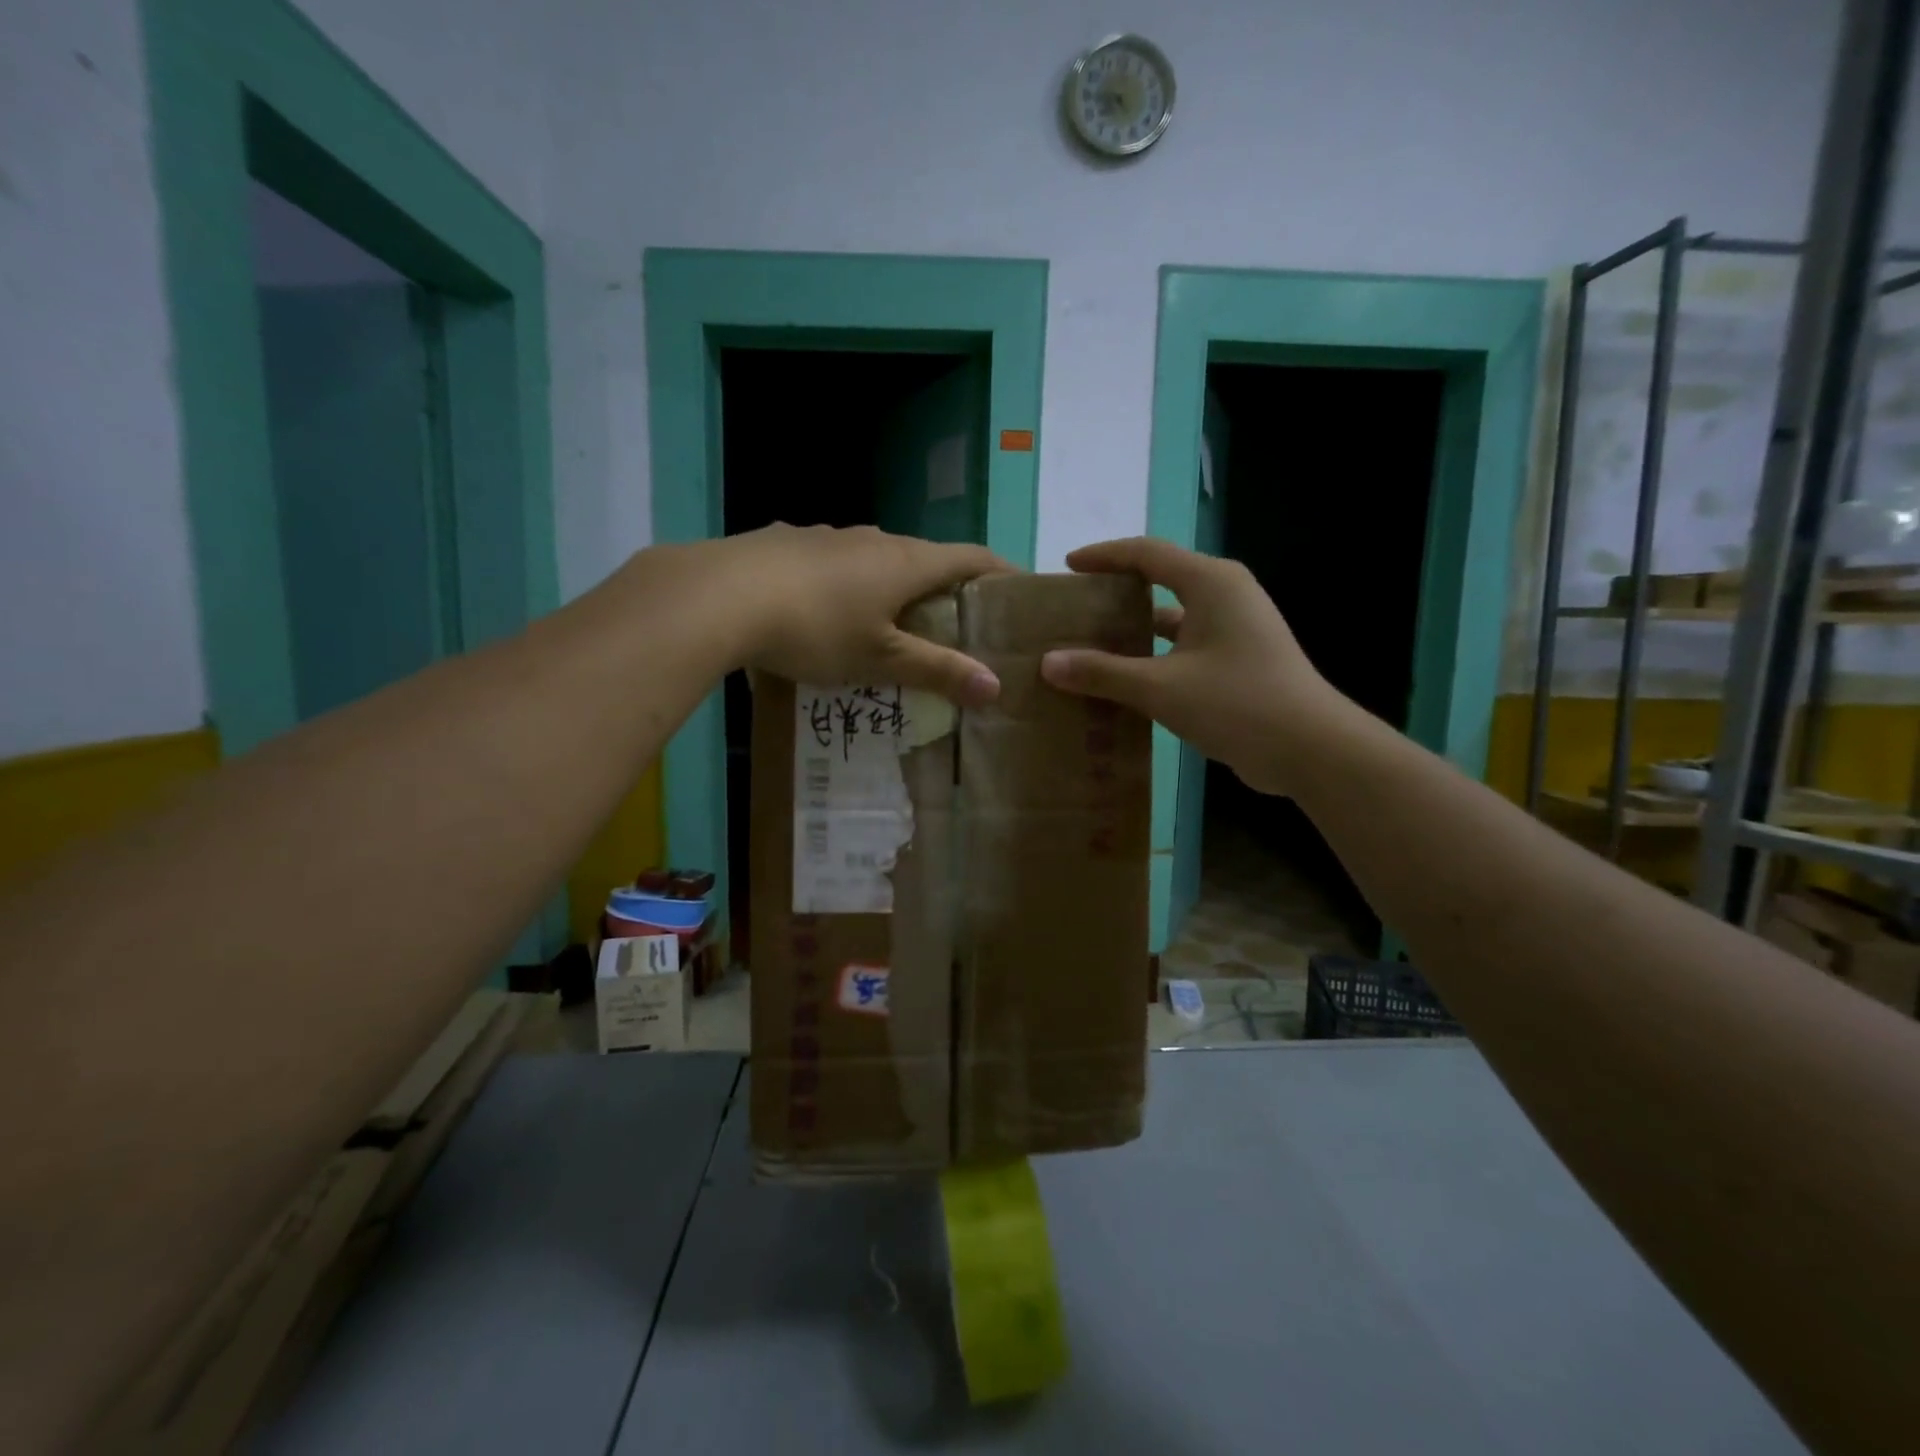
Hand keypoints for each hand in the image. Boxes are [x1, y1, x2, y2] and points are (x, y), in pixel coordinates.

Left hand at [680, 524, 1011, 705]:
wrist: (719, 596)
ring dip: (890, 584)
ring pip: (873, 557)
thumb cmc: (816, 628)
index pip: (971, 557)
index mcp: (906, 562)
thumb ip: (937, 671)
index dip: (1000, 572)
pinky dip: (843, 583)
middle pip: (923, 557)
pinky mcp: (785, 541)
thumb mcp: (881, 659)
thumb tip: (996, 687)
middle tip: (952, 623)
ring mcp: (826, 535)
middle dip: (942, 586)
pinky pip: (829, 561)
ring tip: (887, 620)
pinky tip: (822, 609)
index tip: (1018, 591)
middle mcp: (872, 538)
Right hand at [1038, 538, 1348, 794]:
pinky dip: (1154, 657)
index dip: (1104, 556)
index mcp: (1211, 583)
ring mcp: (1236, 629)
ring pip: (1173, 618)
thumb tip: (1048, 662)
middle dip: (1116, 592)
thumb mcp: (1160, 687)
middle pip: (1160, 581)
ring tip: (1090, 644)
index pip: (1147, 553)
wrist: (1311, 749)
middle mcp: (1225, 595)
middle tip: (1076, 608)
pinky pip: (1185, 647)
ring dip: (1134, 630)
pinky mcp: (1239, 660)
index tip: (1068, 566)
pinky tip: (1125, 681)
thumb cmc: (1237, 703)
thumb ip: (1103, 672)